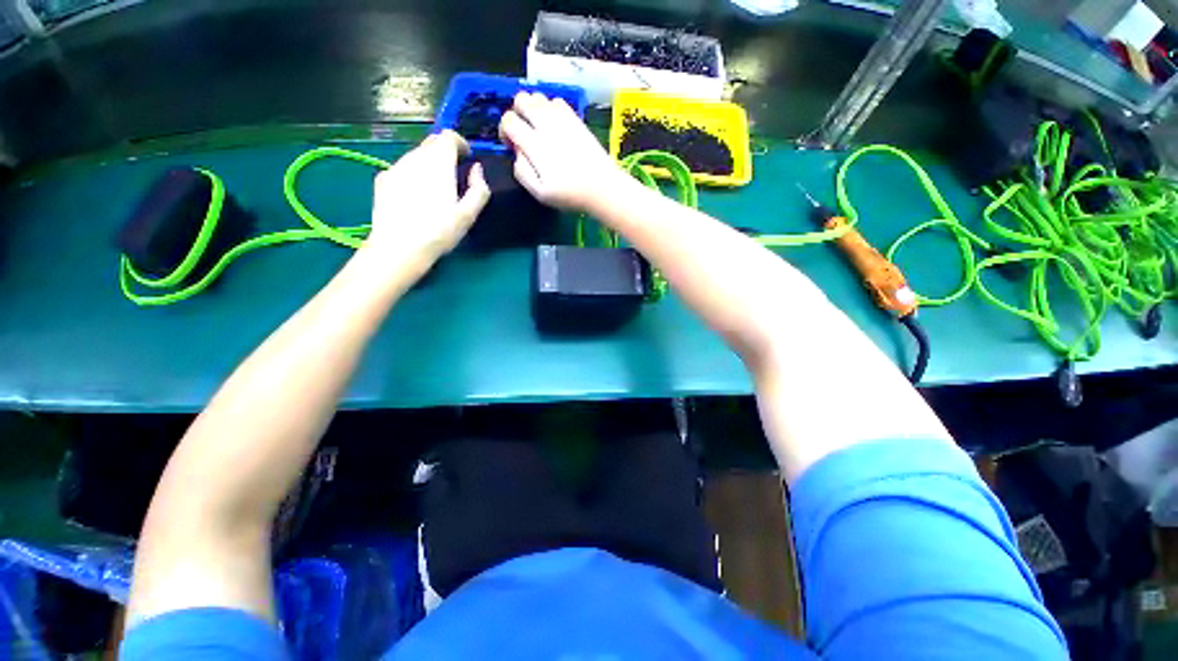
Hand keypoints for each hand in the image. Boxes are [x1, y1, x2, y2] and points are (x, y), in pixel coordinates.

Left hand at [366, 130, 489, 264]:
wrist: (399, 247)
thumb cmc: (439, 232)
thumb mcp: (469, 215)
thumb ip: (479, 189)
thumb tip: (477, 170)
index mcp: (438, 163)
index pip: (448, 136)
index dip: (460, 142)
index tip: (467, 156)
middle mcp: (415, 158)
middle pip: (431, 143)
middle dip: (445, 152)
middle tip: (454, 172)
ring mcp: (395, 167)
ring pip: (415, 155)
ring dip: (428, 163)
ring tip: (435, 187)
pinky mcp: (382, 179)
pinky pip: (402, 168)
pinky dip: (413, 174)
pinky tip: (415, 196)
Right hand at [499, 92, 628, 212]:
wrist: (603, 187)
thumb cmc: (571, 195)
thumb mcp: (540, 193)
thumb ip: (522, 172)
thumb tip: (516, 153)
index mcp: (535, 145)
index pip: (509, 120)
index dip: (504, 131)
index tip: (511, 145)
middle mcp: (547, 125)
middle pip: (521, 99)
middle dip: (516, 113)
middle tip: (523, 132)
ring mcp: (563, 119)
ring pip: (539, 97)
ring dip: (533, 109)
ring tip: (538, 129)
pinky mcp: (576, 119)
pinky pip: (557, 101)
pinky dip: (550, 109)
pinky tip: (554, 126)